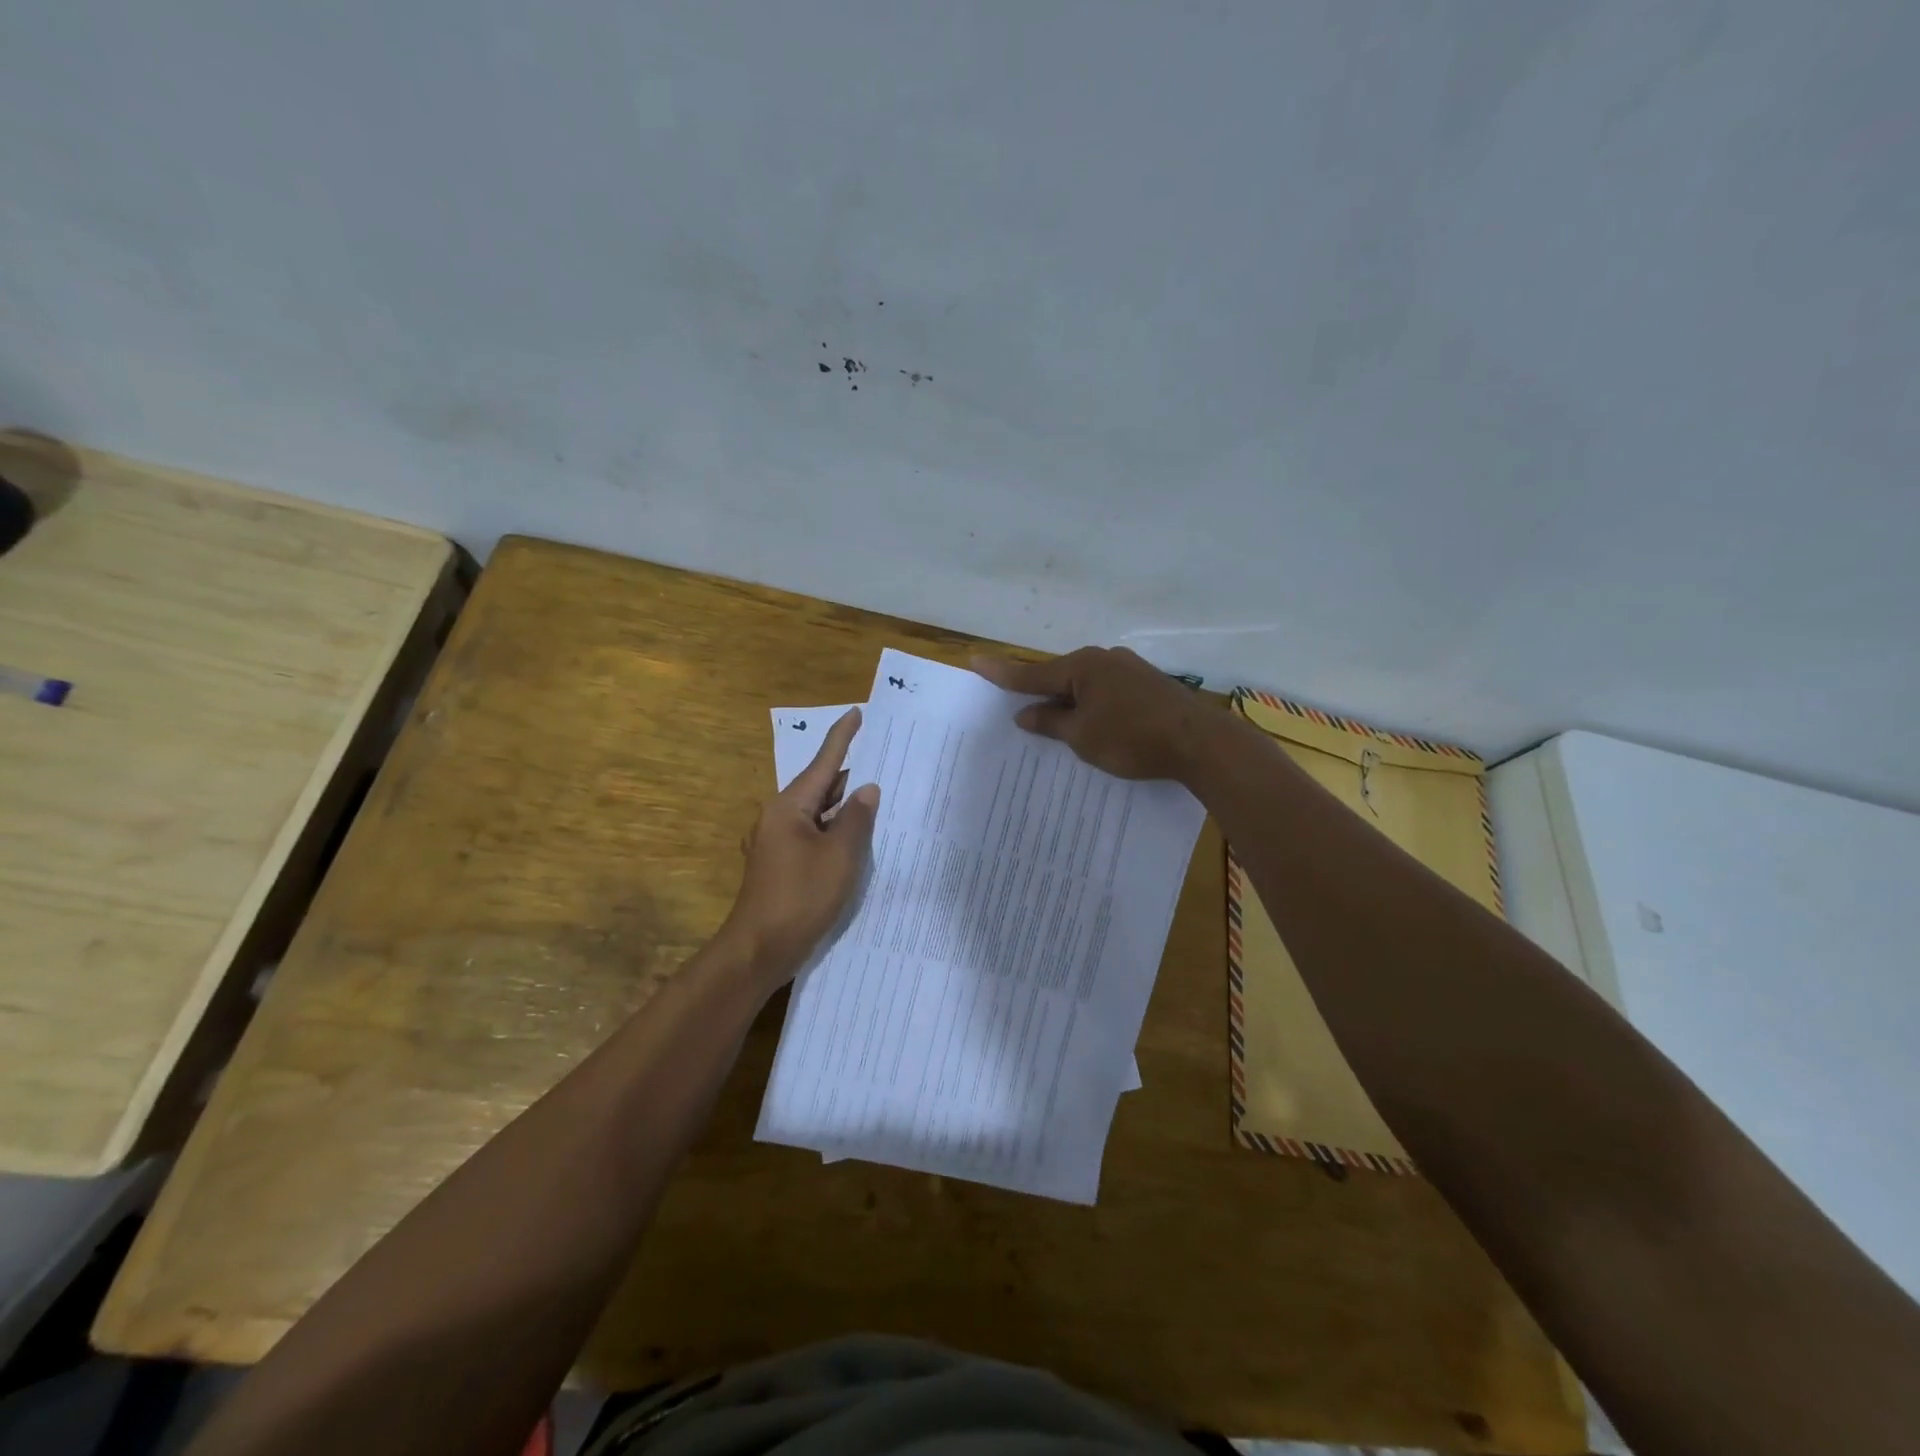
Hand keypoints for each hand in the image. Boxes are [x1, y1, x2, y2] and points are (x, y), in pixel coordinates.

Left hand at [722, 707, 879, 982]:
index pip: (823, 762)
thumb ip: (856, 819)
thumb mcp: (839, 857)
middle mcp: (778, 817)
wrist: (759, 950)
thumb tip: (867, 789)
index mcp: (789, 806)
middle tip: (883, 758)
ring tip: (878, 794)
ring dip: (844, 805)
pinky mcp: (780, 863)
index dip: (842, 737)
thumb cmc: (800, 897)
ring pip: (816, 812)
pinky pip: (812, 834)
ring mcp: (777, 842)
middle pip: (819, 786)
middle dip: (849, 773)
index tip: (857, 713)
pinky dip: (834, 829)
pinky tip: (856, 836)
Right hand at [972, 646, 1207, 781]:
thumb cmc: (1132, 738)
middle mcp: (1105, 660)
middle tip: (1017, 703)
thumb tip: (1024, 713)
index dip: (1002, 673)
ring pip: (1086, 684)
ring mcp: (1130, 670)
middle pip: (1061, 676)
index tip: (975, 660)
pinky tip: (1094, 722)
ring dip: (1069, 701)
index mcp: (1083, 667)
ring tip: (1056, 721)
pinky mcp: (1149, 685)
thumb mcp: (1082, 736)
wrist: (1200, 743)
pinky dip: (1093, 705)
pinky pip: (1107, 692)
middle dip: (1040, 691)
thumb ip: (1051, 722)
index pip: (1032, 674)